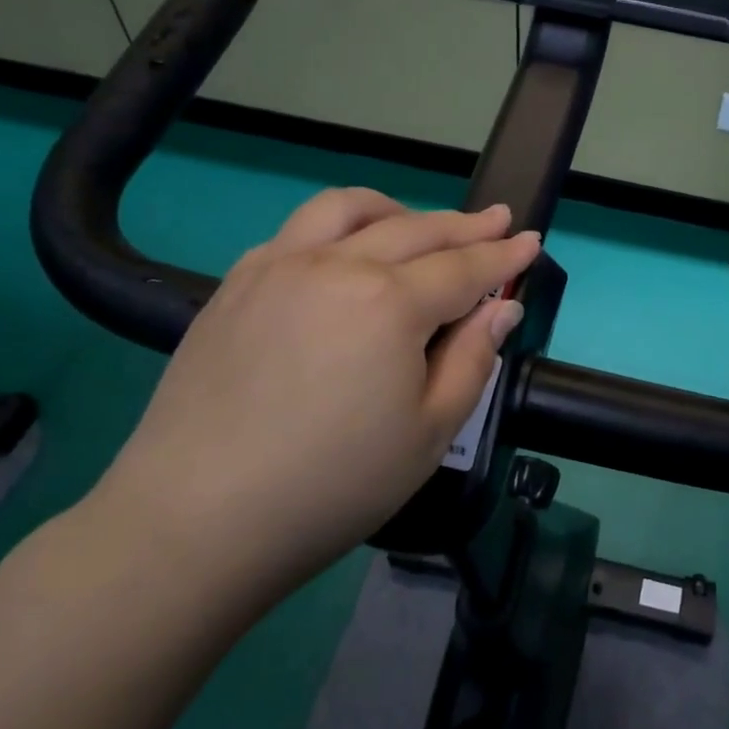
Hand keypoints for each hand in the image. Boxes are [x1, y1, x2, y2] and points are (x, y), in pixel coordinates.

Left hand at [89, 189, 540, 612]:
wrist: (197, 519)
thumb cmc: (333, 485)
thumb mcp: (429, 434)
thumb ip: (473, 360)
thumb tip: (502, 309)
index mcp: (390, 303)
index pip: (464, 268)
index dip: (504, 255)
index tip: (531, 240)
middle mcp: (337, 265)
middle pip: (416, 230)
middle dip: (466, 225)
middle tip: (498, 220)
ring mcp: (279, 267)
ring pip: (348, 209)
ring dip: (397, 210)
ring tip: (418, 224)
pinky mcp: (237, 284)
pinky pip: (297, 231)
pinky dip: (337, 227)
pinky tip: (343, 254)